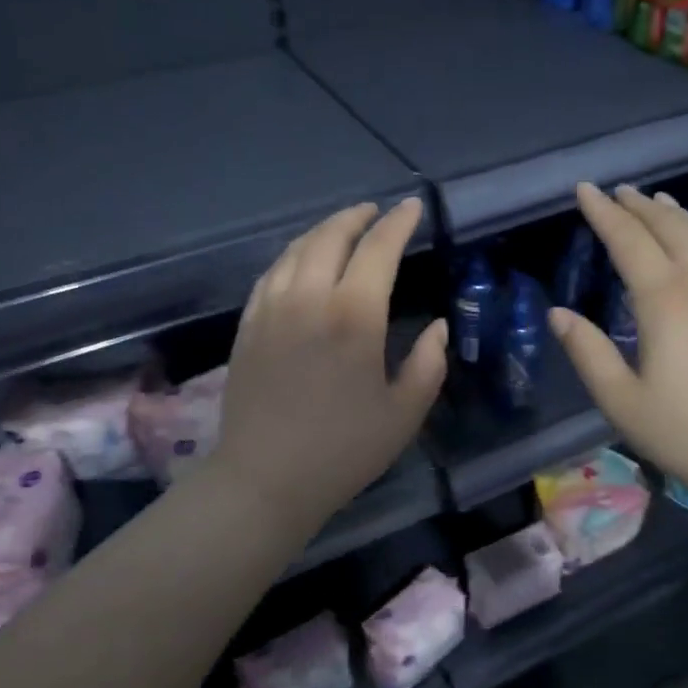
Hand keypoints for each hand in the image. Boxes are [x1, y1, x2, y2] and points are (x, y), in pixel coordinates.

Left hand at [209, 198, 446, 539]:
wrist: (264, 479)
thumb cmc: (343, 451)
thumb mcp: (404, 413)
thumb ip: (429, 364)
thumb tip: (439, 327)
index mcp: (354, 316)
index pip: (378, 249)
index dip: (399, 223)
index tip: (412, 208)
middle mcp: (309, 298)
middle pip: (331, 237)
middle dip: (357, 217)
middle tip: (376, 212)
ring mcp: (272, 309)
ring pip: (296, 249)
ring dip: (323, 230)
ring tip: (342, 228)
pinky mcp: (248, 325)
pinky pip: (271, 273)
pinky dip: (292, 255)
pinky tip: (300, 260)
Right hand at [549, 183, 687, 513]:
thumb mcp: (622, 401)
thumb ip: (588, 352)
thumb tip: (558, 313)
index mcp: (665, 300)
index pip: (628, 241)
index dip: (603, 213)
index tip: (584, 189)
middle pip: (669, 228)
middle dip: (639, 206)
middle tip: (617, 191)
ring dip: (677, 215)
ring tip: (657, 201)